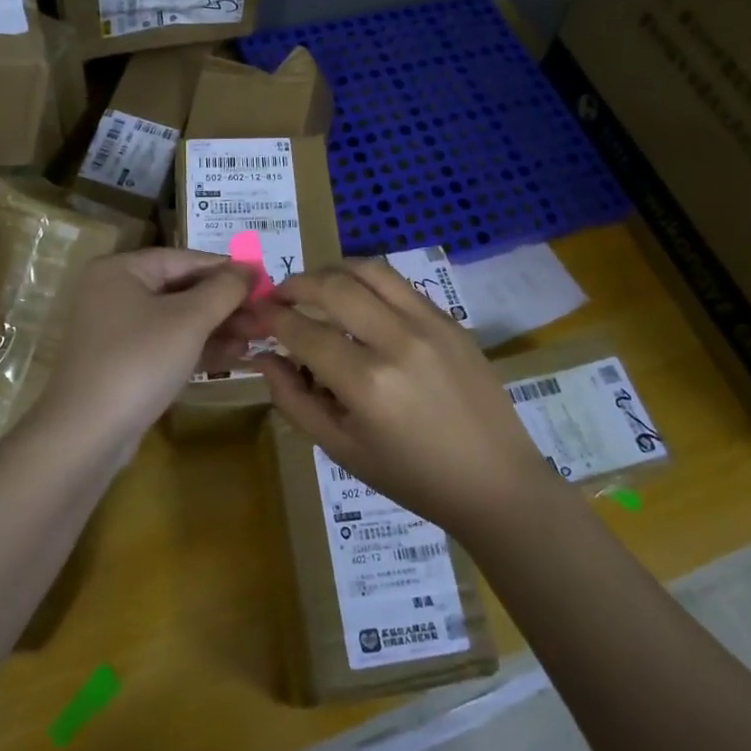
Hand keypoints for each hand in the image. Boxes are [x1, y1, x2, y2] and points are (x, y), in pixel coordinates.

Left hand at [36, 249, 254, 451]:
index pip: (185, 259)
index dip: (227, 269)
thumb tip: (250, 268)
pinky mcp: (123, 363)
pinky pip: (167, 344)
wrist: (86, 434)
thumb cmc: (139, 361)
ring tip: (259, 336)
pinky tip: (234, 355)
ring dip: (218, 327)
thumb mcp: (189, 320)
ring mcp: (116, 330)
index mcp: (121, 269)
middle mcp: (114, 292)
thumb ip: (224, 289)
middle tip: (266, 315)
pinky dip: (198, 347)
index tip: (265, 281)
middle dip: (226, 303)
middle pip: (181, 289)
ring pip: (177, 319)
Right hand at [256, 259, 561, 535]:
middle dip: (296, 283)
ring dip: (333, 270)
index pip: (304, 331)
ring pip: (369, 270)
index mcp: (367, 383)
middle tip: (279, 296)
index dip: (272, 317)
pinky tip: (358, 301)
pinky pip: (399, 284)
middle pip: (334, 285)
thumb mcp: (342, 450)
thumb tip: (266, 358)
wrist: (494, 481)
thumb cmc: (412, 477)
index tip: (256, 312)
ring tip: (315, 287)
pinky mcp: (450, 319)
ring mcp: (430, 324)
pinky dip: (368, 283)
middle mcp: (398, 341)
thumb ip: (295, 400)